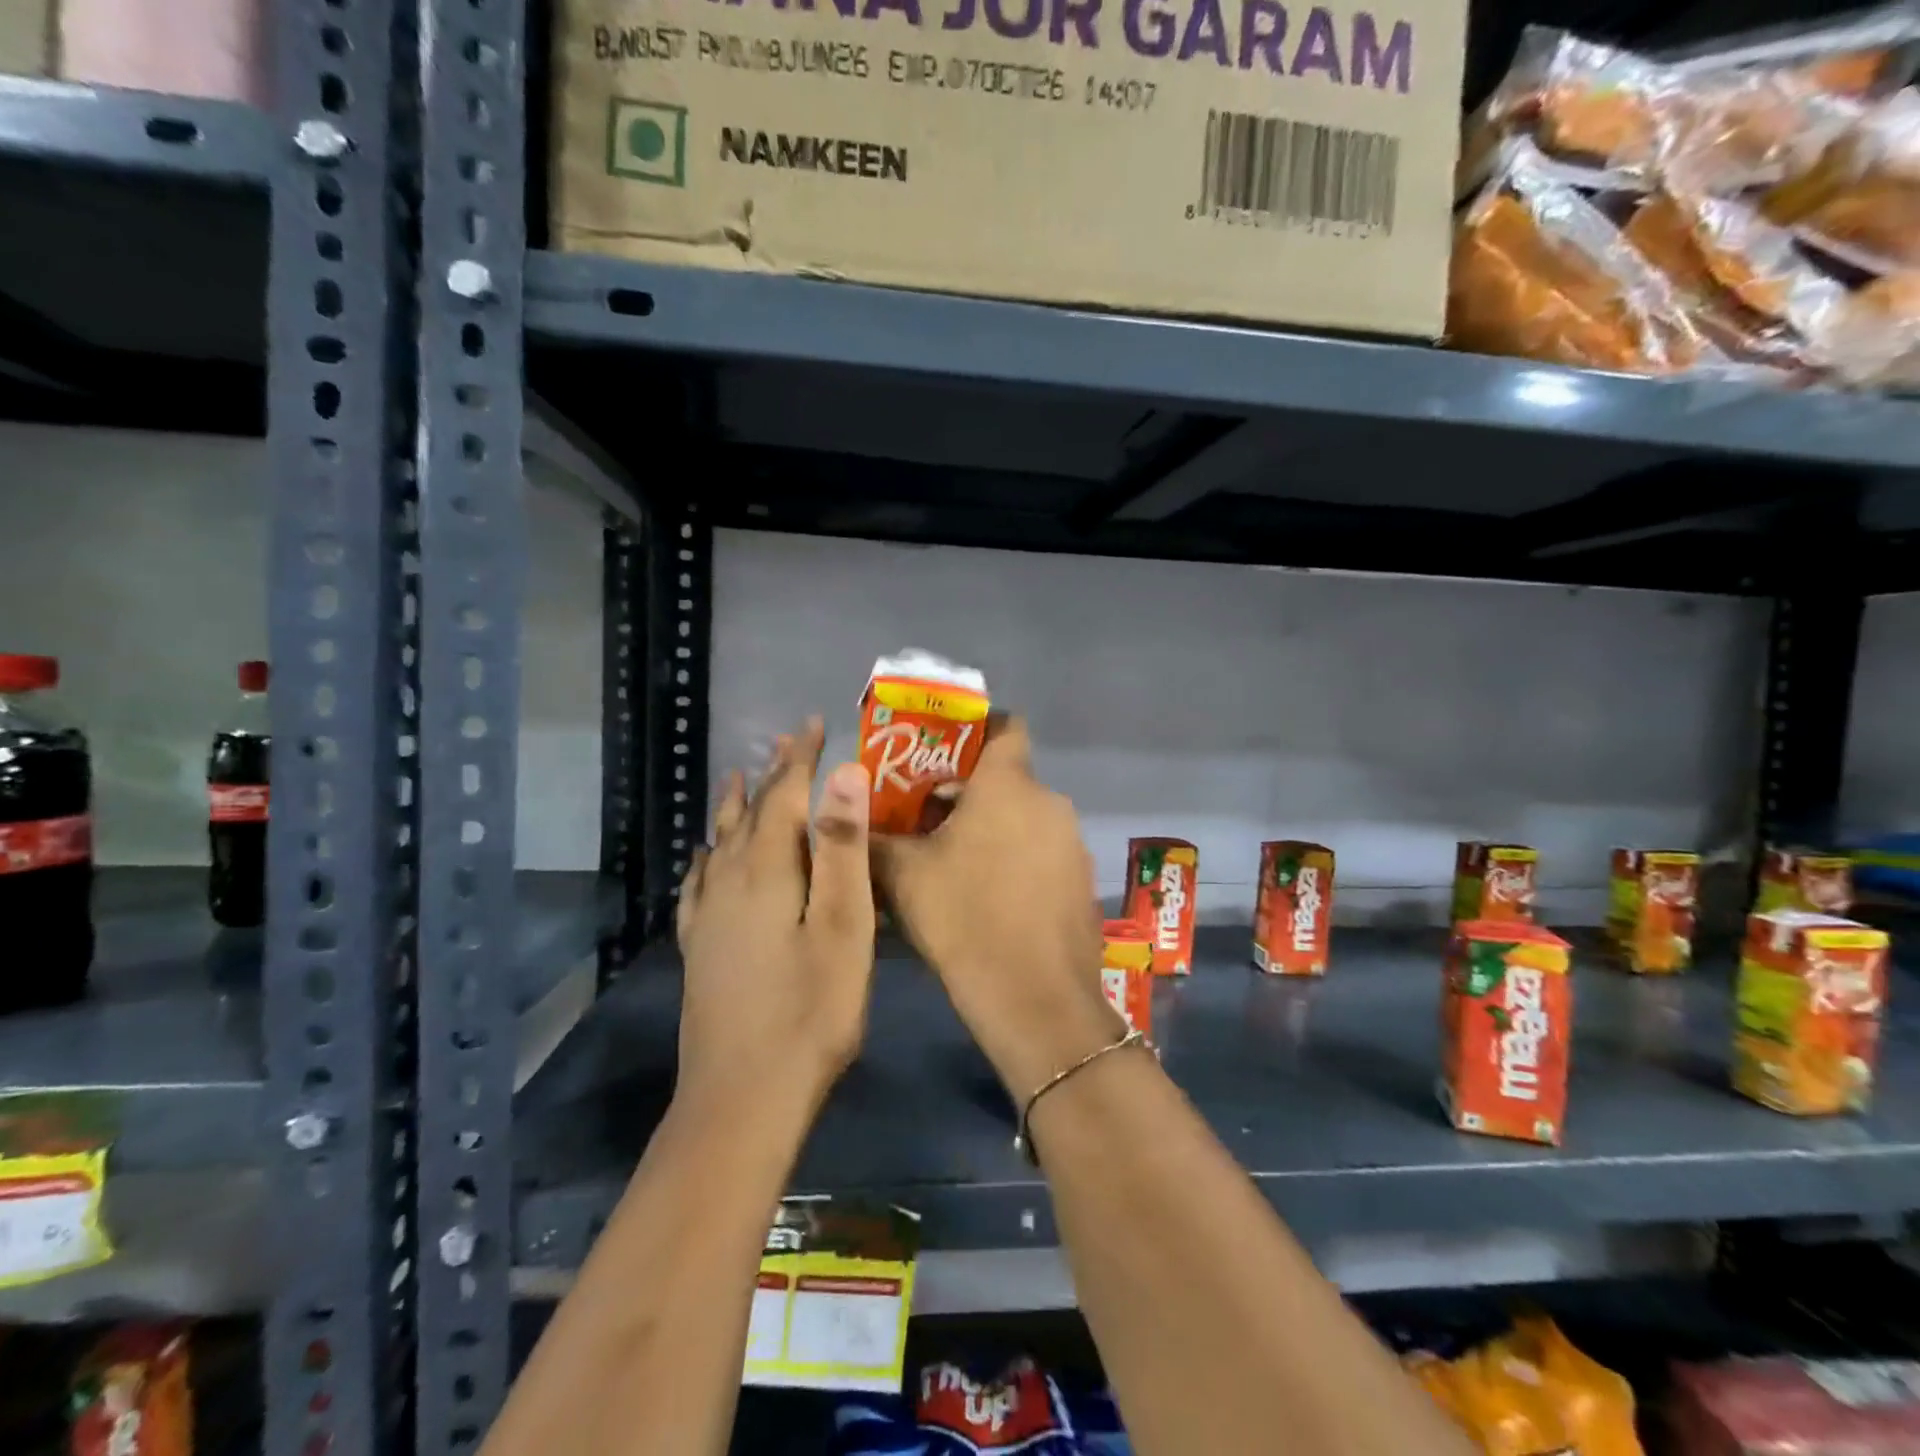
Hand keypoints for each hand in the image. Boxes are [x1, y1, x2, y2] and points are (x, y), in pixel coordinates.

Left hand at [675, 719, 874, 1114]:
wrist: (742, 1099)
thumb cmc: (810, 1012)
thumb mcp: (843, 926)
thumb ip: (841, 848)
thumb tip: (844, 773)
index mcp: (766, 871)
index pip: (785, 796)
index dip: (801, 758)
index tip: (813, 723)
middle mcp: (729, 883)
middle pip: (751, 814)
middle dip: (772, 775)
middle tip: (787, 742)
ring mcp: (708, 918)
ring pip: (721, 844)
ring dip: (735, 807)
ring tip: (738, 778)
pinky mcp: (699, 950)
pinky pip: (699, 884)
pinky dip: (707, 858)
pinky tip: (703, 858)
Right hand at [873, 718, 1121, 1095]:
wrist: (1036, 1000)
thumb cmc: (965, 919)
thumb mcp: (902, 875)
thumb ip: (871, 838)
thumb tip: (843, 818)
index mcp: (1009, 784)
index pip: (1004, 724)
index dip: (974, 727)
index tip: (940, 750)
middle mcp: (1049, 802)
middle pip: (1006, 777)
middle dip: (966, 790)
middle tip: (924, 817)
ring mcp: (1071, 842)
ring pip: (1024, 816)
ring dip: (991, 826)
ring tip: (950, 860)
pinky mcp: (1080, 880)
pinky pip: (1042, 850)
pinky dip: (1016, 857)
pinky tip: (988, 896)